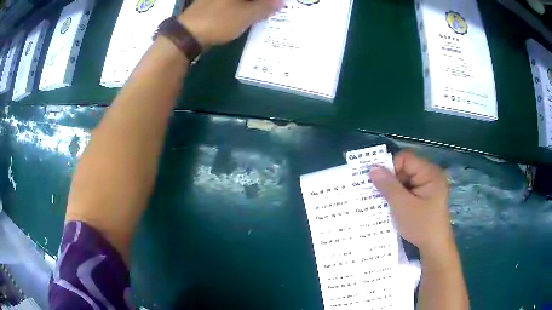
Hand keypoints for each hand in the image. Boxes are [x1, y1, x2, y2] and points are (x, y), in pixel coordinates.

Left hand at [178, 0, 284, 46]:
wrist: (187, 35)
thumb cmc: (218, 22)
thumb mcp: (246, 15)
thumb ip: (265, 7)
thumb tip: (281, 2)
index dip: (271, 1)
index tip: (278, 5)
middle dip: (263, 3)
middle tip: (274, 9)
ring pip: (240, 1)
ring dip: (253, 5)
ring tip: (264, 14)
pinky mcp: (211, 4)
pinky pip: (232, 4)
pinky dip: (242, 8)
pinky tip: (249, 15)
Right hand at [369, 150, 452, 254]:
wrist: (434, 247)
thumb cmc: (421, 226)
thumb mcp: (402, 206)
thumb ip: (387, 186)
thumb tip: (372, 168)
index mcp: (430, 173)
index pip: (406, 158)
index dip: (390, 167)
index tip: (378, 182)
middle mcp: (431, 175)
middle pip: (406, 167)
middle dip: (391, 179)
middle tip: (377, 193)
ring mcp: (429, 185)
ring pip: (406, 179)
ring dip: (394, 188)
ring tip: (383, 200)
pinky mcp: (426, 195)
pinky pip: (409, 188)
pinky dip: (400, 195)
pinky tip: (392, 205)